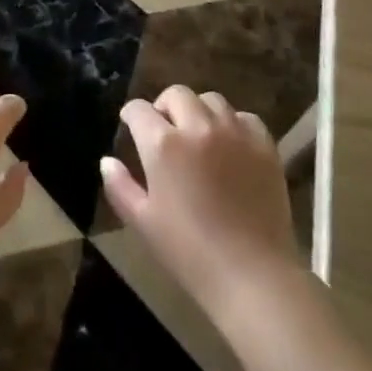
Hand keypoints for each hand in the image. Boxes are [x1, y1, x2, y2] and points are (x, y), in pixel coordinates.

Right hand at [101, 86, 303, 318]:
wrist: (252, 276)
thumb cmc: (189, 253)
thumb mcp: (143, 222)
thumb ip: (120, 186)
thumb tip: (107, 160)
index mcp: (163, 144)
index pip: (138, 110)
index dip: (131, 116)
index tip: (130, 127)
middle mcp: (198, 126)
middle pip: (176, 94)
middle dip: (164, 107)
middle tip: (165, 131)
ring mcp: (234, 131)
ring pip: (211, 100)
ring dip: (198, 111)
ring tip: (198, 136)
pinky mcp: (264, 144)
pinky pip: (244, 117)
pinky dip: (232, 124)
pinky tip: (230, 146)